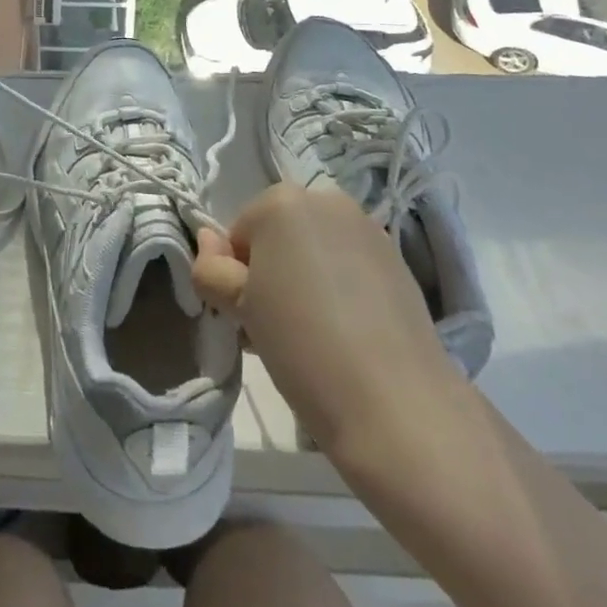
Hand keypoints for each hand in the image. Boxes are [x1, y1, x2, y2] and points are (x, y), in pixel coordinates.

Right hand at [193, 183, 461, 458]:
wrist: (398, 406)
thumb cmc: (302, 346)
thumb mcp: (239, 308)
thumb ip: (211, 268)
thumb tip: (207, 241)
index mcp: (280, 201)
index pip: (239, 234)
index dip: (236, 277)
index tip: (248, 318)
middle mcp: (325, 200)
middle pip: (279, 235)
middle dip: (273, 273)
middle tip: (276, 328)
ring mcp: (367, 228)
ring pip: (316, 249)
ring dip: (306, 279)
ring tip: (314, 336)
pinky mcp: (398, 260)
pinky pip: (350, 265)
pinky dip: (342, 288)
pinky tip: (349, 335)